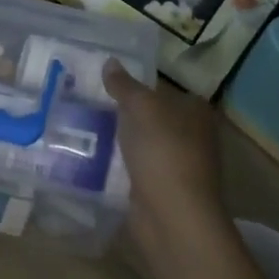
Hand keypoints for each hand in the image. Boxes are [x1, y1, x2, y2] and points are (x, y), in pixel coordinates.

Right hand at [102, 60, 239, 278]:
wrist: (172, 217)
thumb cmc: (163, 152)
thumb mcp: (140, 108)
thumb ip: (124, 85)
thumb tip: (110, 62)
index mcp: (196, 111)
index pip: (163, 89)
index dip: (136, 85)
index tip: (105, 83)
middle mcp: (193, 135)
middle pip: (152, 116)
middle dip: (125, 113)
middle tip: (88, 102)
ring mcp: (179, 164)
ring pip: (142, 143)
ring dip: (120, 139)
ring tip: (82, 127)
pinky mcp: (162, 189)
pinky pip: (136, 167)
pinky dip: (119, 164)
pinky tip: (93, 158)